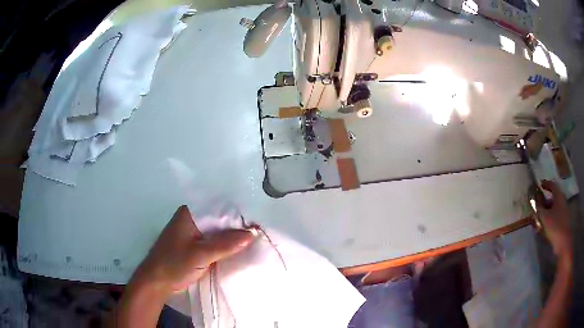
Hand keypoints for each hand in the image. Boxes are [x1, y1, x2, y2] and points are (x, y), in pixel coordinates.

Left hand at [132, 205, 254, 295]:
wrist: (156, 282)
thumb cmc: (174, 264)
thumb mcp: (201, 255)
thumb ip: (226, 244)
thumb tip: (252, 234)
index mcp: (189, 213)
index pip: (219, 210)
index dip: (238, 218)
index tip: (257, 228)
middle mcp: (191, 218)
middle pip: (218, 221)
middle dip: (236, 229)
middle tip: (258, 237)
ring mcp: (191, 232)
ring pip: (216, 232)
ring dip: (230, 239)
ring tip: (252, 244)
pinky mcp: (192, 244)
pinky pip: (212, 241)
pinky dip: (223, 246)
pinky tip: (236, 251)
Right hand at [536, 180, 572, 258]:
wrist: (563, 241)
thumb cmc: (555, 225)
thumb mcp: (544, 216)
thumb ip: (538, 207)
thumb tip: (533, 199)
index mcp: (558, 196)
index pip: (552, 185)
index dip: (545, 184)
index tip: (539, 184)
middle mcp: (562, 201)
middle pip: (553, 198)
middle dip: (544, 201)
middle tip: (537, 205)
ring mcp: (563, 212)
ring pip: (553, 208)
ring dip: (546, 211)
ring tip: (538, 218)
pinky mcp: (562, 222)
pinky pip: (554, 216)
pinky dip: (549, 219)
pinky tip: (543, 227)